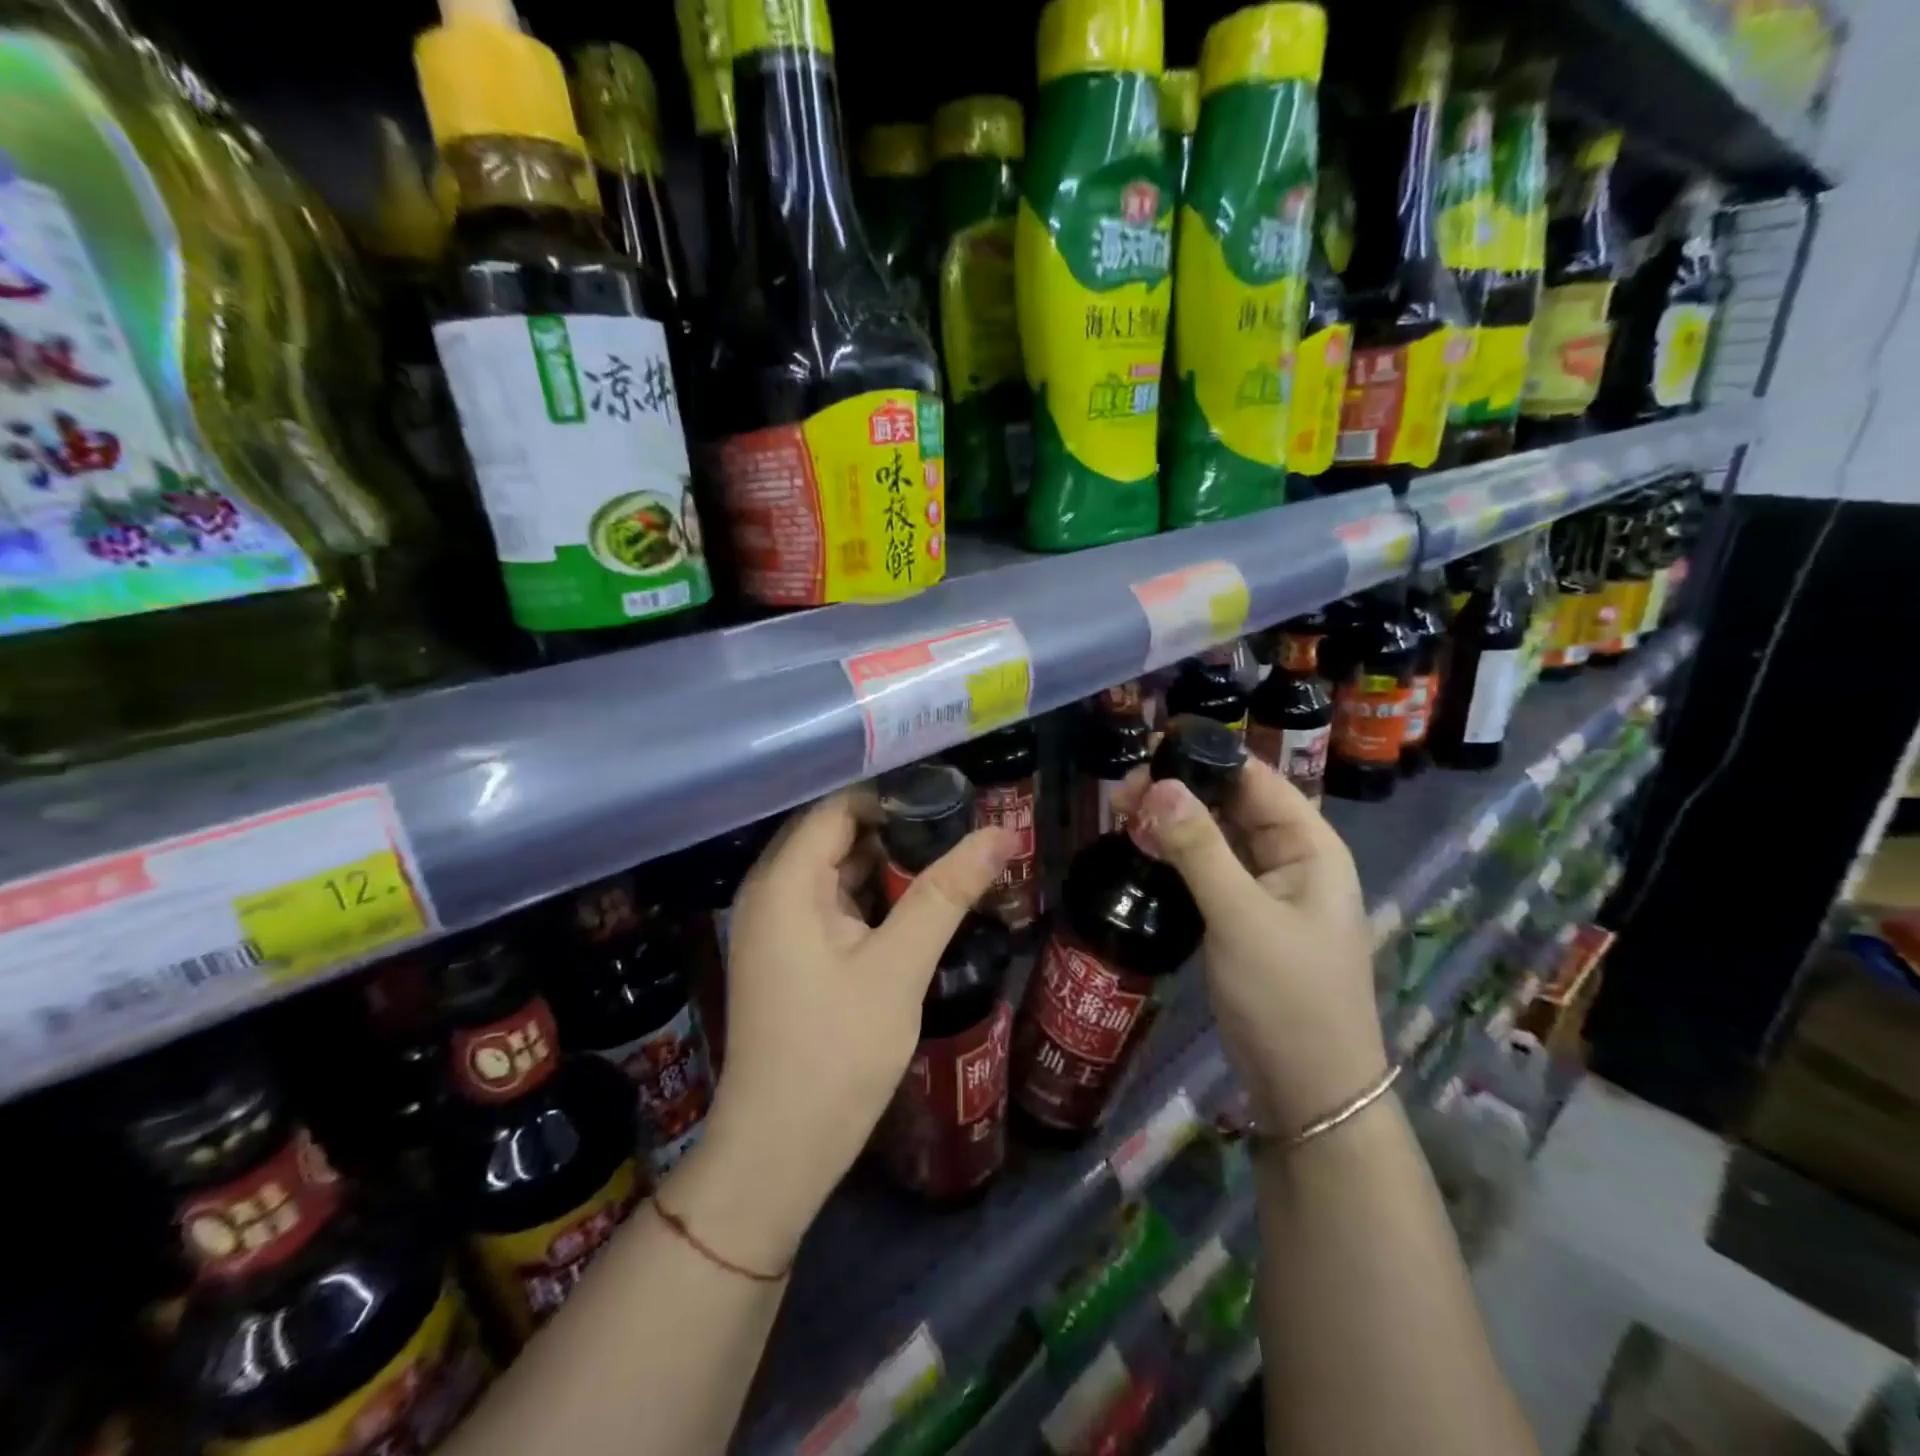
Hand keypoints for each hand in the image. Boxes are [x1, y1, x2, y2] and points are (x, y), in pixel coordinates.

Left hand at [671, 792, 1012, 1269]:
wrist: (779, 1153)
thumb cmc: (836, 1053)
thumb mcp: (899, 967)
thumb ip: (946, 893)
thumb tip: (1001, 833)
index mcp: (785, 882)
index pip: (839, 807)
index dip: (894, 797)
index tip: (953, 799)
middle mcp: (770, 892)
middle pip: (836, 835)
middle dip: (897, 829)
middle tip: (962, 830)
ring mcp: (775, 925)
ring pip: (836, 870)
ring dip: (887, 865)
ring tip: (950, 861)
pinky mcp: (787, 953)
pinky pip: (830, 903)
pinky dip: (871, 898)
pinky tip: (916, 905)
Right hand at [1118, 759, 1387, 1132]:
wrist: (1309, 1091)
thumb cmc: (1288, 996)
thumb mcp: (1241, 917)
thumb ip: (1199, 849)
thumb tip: (1159, 784)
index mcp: (1310, 846)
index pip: (1255, 779)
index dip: (1206, 758)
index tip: (1149, 751)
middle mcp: (1290, 858)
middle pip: (1231, 804)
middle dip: (1179, 791)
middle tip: (1121, 793)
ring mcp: (1265, 890)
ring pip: (1215, 837)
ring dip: (1173, 822)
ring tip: (1120, 813)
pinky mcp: (1241, 917)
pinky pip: (1207, 870)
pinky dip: (1176, 856)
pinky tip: (1141, 849)